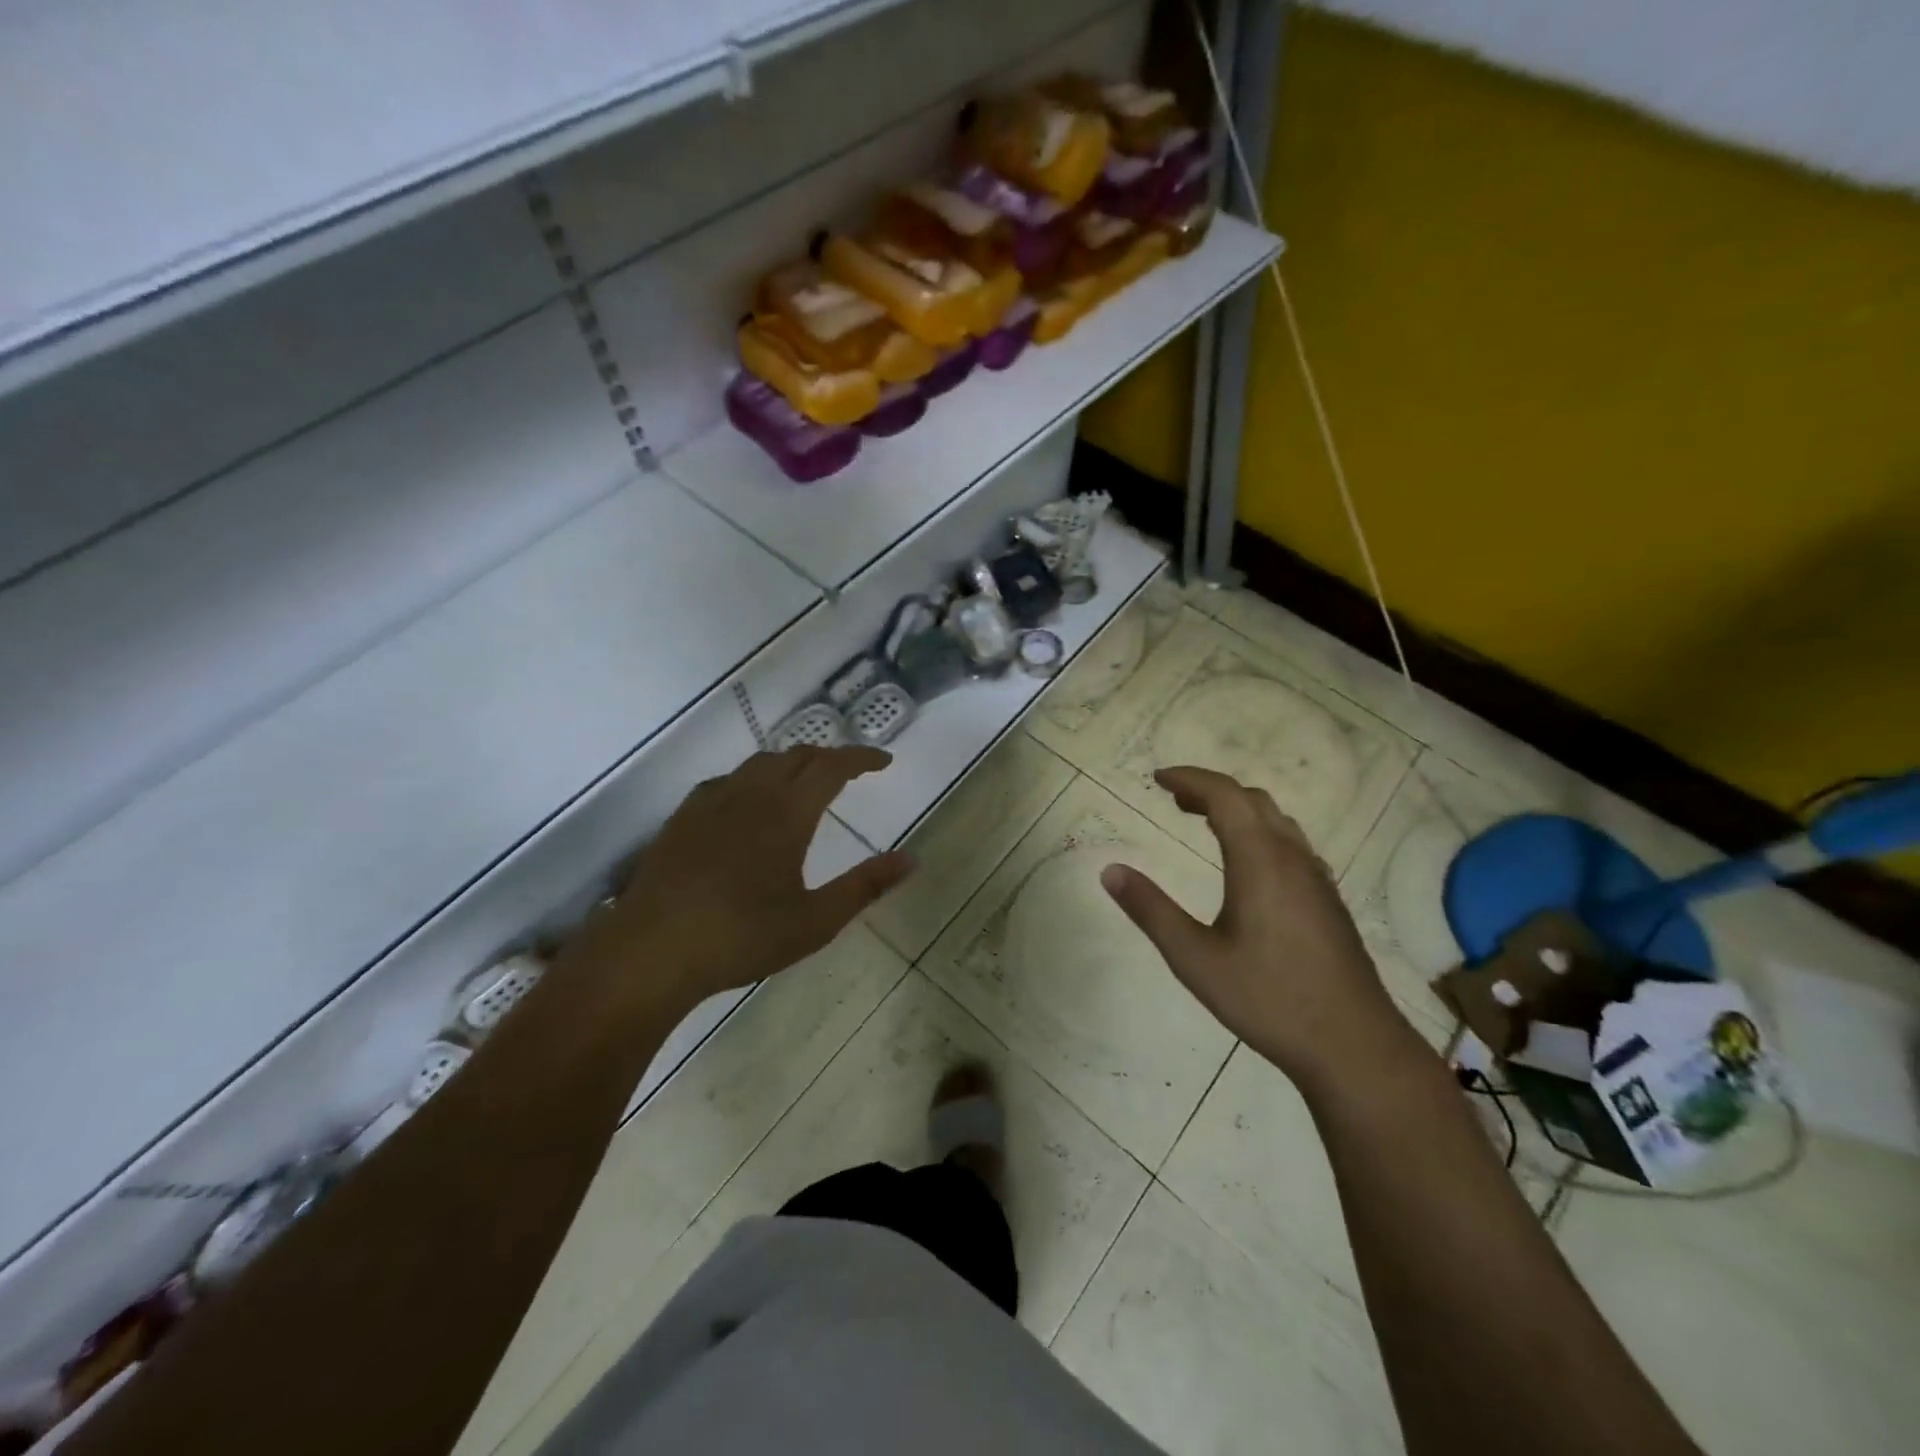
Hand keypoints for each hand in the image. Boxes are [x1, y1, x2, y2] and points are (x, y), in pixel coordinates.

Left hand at [575, 747, 913, 1012]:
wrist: (651, 951)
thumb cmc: (741, 937)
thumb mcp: (815, 921)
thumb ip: (865, 886)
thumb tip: (911, 859)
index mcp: (788, 813)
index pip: (832, 766)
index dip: (862, 758)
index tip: (884, 762)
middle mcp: (751, 794)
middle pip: (797, 756)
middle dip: (829, 757)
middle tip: (851, 774)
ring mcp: (712, 802)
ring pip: (760, 763)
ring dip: (792, 764)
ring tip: (806, 783)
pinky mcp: (684, 817)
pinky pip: (729, 780)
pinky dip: (755, 779)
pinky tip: (750, 804)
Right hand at [1101, 766, 1411, 1092]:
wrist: (1354, 1046)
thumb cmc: (1268, 999)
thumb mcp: (1194, 958)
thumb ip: (1150, 911)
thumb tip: (1110, 870)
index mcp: (1260, 861)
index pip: (1225, 795)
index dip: (1189, 778)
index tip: (1156, 779)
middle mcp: (1292, 858)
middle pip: (1252, 800)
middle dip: (1210, 790)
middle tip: (1174, 801)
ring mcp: (1317, 878)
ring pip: (1276, 820)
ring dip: (1237, 809)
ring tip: (1203, 823)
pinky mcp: (1329, 900)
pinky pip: (1291, 843)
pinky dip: (1258, 831)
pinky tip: (1246, 865)